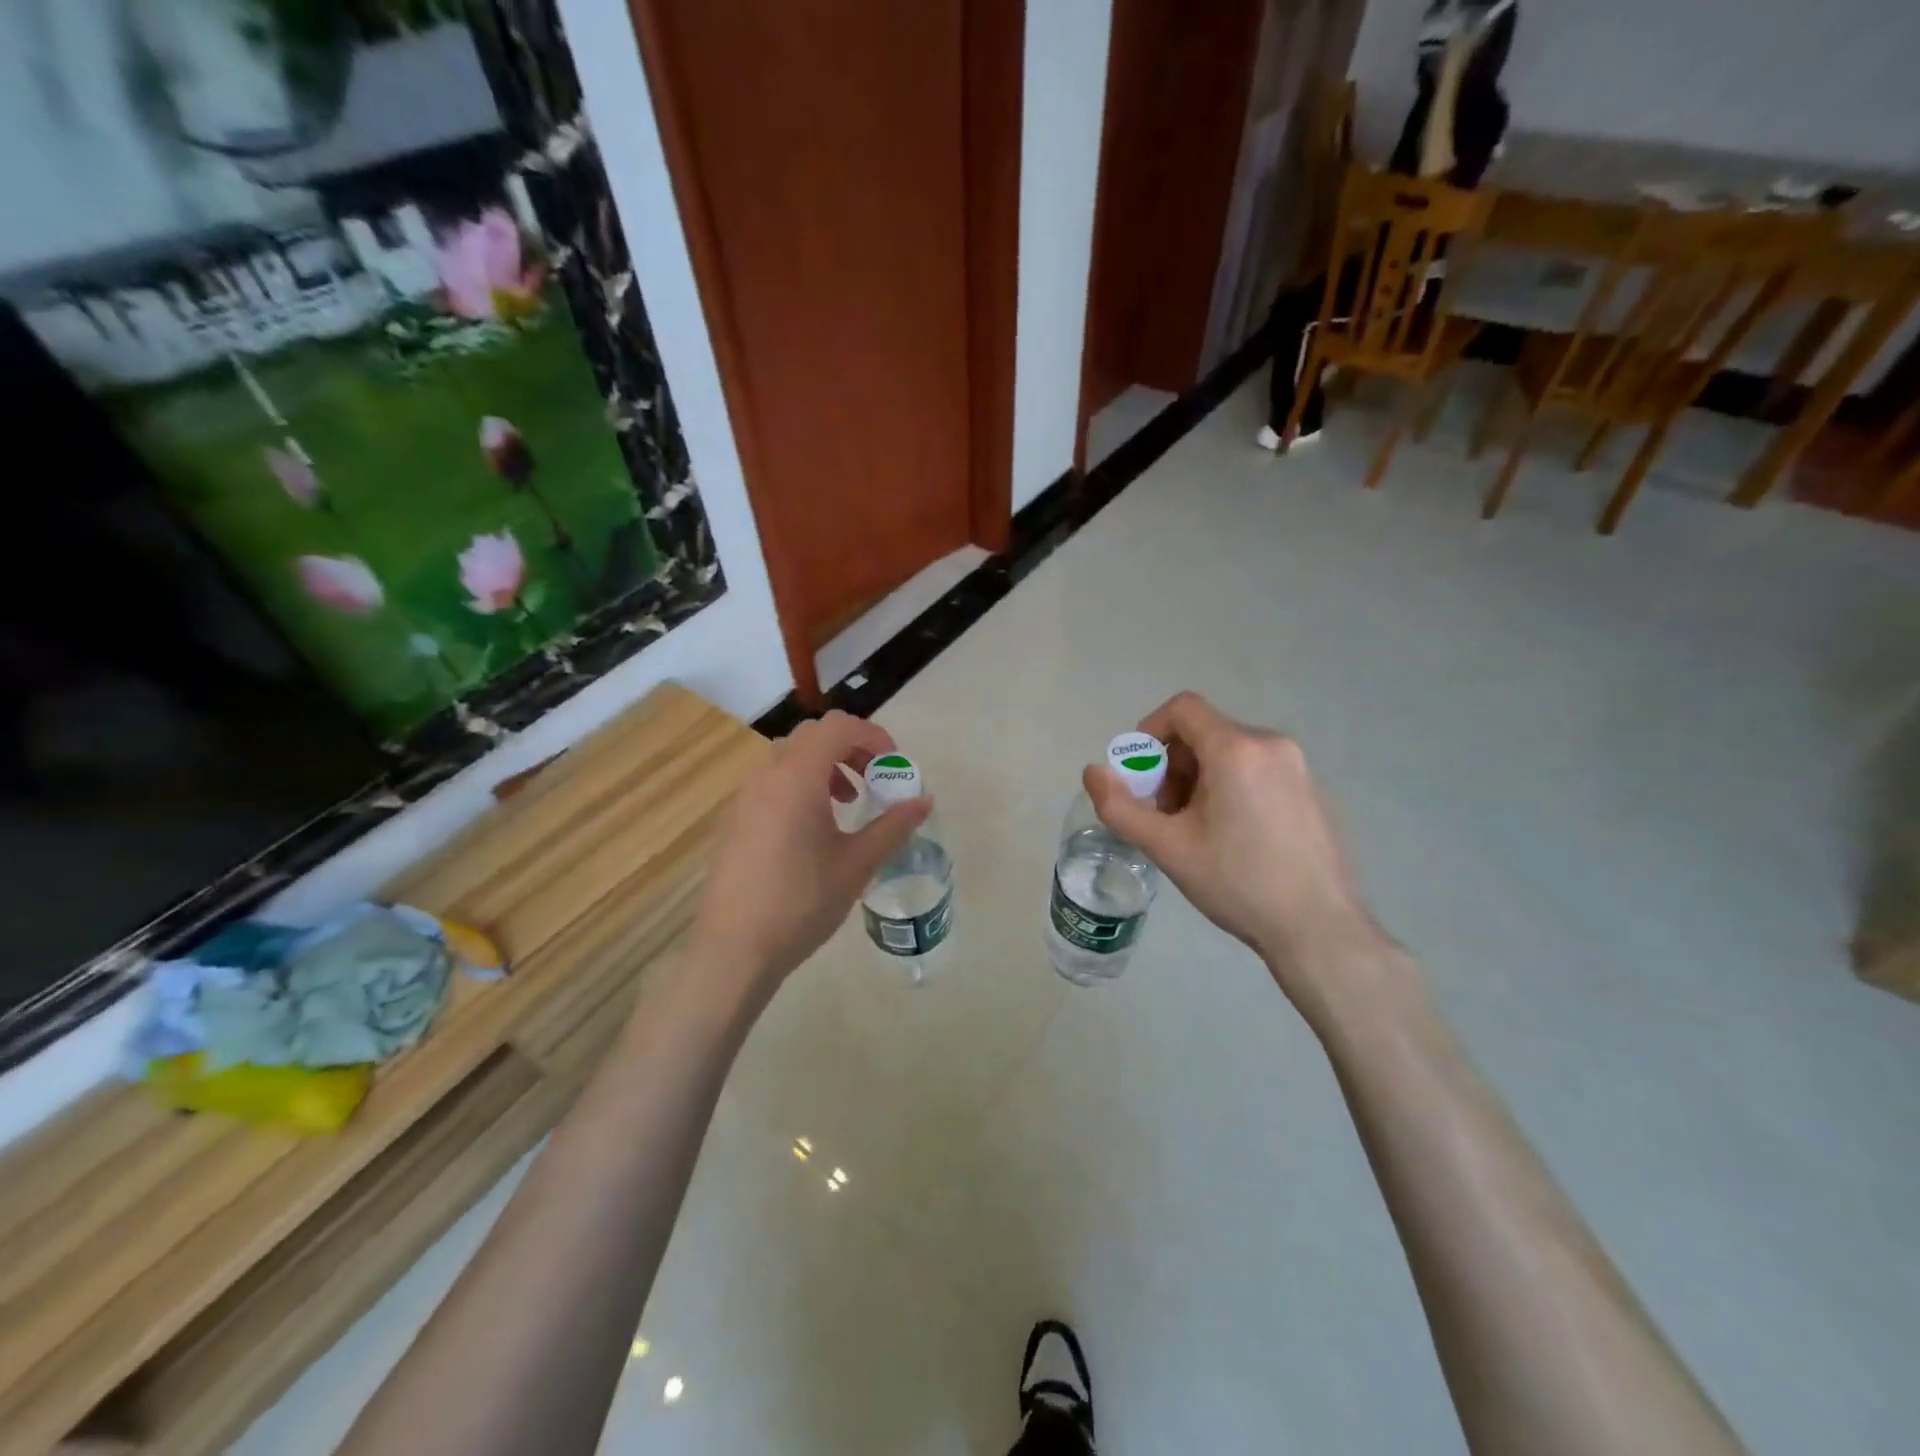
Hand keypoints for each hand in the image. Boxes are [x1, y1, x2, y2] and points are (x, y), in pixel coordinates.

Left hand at [691, 711, 930, 989]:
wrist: (735, 949)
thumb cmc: (802, 902)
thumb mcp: (857, 864)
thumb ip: (893, 826)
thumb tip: (924, 801)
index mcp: (797, 777)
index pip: (838, 727)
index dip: (873, 736)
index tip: (893, 767)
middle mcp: (767, 775)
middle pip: (814, 736)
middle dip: (851, 749)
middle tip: (874, 781)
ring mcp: (744, 796)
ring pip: (790, 757)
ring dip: (825, 766)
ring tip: (847, 804)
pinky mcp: (734, 818)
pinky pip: (772, 781)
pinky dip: (801, 785)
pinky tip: (813, 830)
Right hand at [1083, 692, 1404, 1027]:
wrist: (1318, 928)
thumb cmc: (1237, 883)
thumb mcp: (1167, 847)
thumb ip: (1119, 807)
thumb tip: (1092, 772)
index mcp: (1236, 749)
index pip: (1182, 708)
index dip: (1149, 731)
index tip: (1139, 774)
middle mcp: (1272, 744)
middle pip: (1204, 732)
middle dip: (1172, 765)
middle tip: (1164, 813)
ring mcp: (1298, 766)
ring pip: (1230, 751)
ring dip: (1198, 777)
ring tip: (1194, 828)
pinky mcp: (1311, 789)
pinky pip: (1257, 768)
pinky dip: (1230, 785)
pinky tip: (1232, 835)